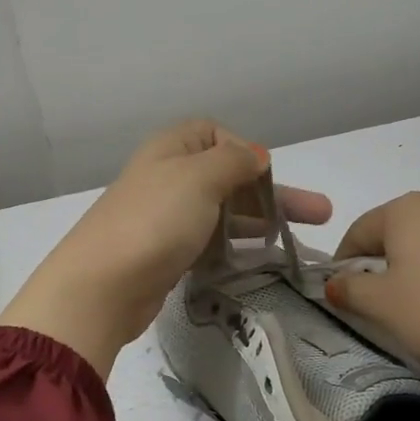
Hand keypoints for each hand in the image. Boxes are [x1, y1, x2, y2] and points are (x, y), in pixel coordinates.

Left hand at [0, 121, 331, 378]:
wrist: (101, 286)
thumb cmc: (154, 220)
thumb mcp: (200, 176)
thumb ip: (233, 161)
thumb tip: (255, 153)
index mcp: (171, 148)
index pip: (215, 134)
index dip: (244, 150)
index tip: (266, 176)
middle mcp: (167, 177)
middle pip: (227, 176)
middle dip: (271, 192)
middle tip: (318, 214)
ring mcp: (164, 217)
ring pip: (222, 211)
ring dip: (259, 222)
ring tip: (298, 242)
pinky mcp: (165, 253)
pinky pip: (208, 240)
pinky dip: (234, 246)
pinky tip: (257, 260)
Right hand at [325, 193, 419, 420]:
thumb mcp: (382, 306)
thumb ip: (350, 291)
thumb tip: (335, 284)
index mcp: (407, 210)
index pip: (359, 230)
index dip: (343, 263)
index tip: (341, 294)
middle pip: (397, 234)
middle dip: (383, 265)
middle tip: (380, 305)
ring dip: (419, 272)